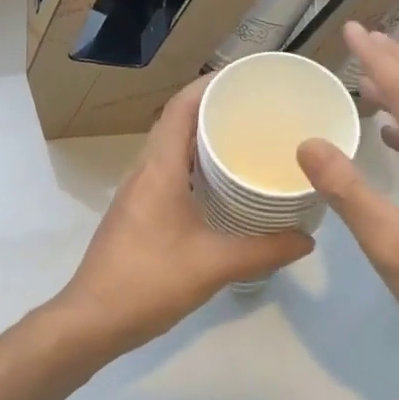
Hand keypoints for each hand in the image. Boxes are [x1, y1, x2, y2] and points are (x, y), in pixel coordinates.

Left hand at [54, 75, 312, 360]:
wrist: (91, 321)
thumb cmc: (148, 282)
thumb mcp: (214, 266)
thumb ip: (264, 250)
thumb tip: (307, 239)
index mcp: (159, 168)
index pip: (181, 107)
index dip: (210, 84)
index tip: (246, 79)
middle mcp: (144, 170)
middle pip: (177, 121)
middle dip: (214, 107)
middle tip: (256, 109)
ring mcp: (136, 191)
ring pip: (171, 147)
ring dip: (202, 137)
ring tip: (244, 139)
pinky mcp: (136, 211)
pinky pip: (168, 170)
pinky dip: (194, 165)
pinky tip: (221, 186)